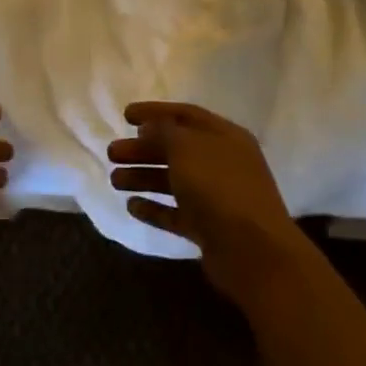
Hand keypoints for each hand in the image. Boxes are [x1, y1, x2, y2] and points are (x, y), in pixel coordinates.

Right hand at [109, 102, 306, 307]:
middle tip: (112, 153)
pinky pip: (176, 213)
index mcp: (224, 136)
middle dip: (142, 149)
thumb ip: (163, 132)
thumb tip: (149, 128)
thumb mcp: (186, 148)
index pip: (185, 115)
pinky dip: (155, 208)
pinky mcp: (209, 229)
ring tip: (114, 180)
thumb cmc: (219, 187)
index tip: (125, 115)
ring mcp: (217, 197)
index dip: (154, 113)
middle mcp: (222, 163)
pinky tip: (132, 207)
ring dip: (143, 177)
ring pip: (174, 181)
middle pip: (176, 150)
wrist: (253, 252)